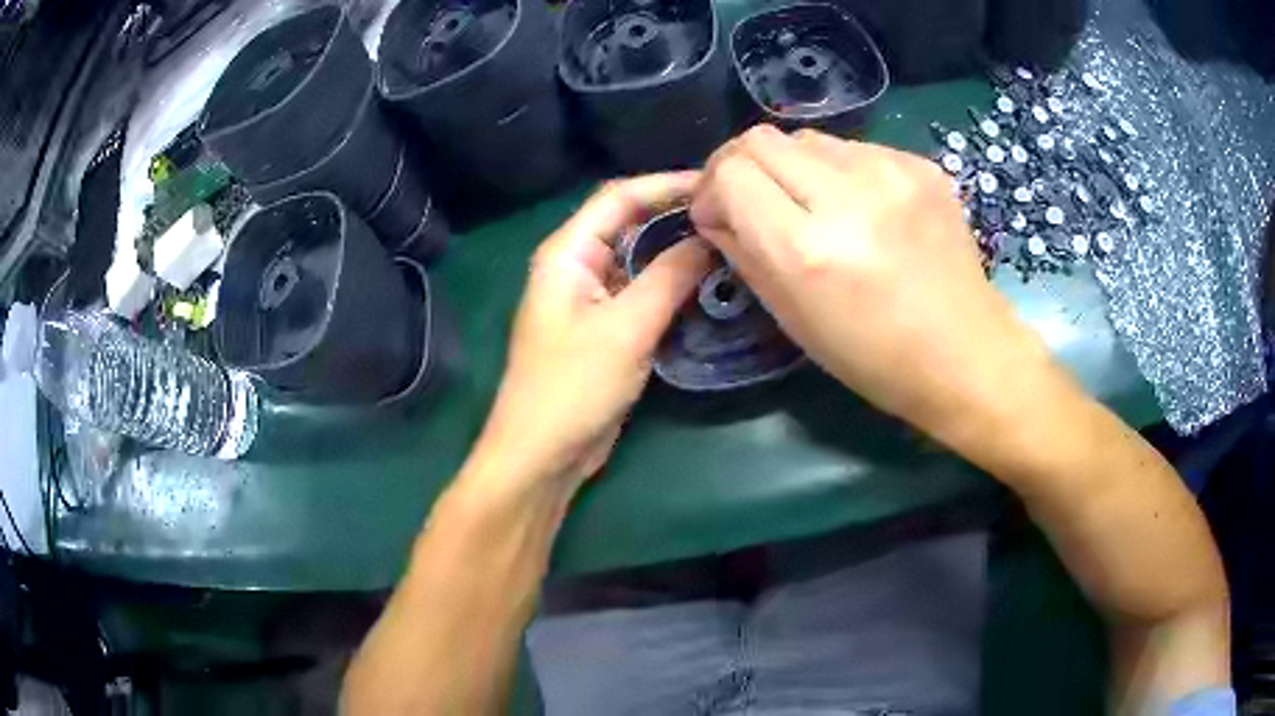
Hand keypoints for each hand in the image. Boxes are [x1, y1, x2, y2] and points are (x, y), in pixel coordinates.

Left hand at [468, 174, 710, 497]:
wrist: (542, 455)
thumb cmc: (572, 387)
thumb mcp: (626, 328)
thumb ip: (670, 277)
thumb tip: (712, 238)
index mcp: (568, 253)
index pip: (619, 197)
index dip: (667, 184)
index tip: (717, 182)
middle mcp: (577, 266)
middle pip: (631, 223)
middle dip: (677, 215)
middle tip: (732, 214)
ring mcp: (592, 299)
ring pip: (641, 260)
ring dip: (679, 253)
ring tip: (731, 244)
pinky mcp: (606, 329)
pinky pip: (644, 294)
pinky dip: (674, 287)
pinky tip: (710, 287)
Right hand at [690, 126, 1052, 441]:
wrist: (967, 354)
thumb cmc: (874, 357)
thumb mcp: (792, 318)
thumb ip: (743, 252)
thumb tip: (715, 213)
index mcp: (807, 248)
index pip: (731, 172)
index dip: (711, 189)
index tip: (718, 215)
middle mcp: (848, 194)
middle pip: (761, 139)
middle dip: (741, 166)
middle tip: (751, 200)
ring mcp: (891, 171)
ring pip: (807, 138)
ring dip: (792, 167)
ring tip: (812, 206)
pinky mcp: (921, 164)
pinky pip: (854, 148)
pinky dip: (839, 171)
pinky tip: (861, 208)